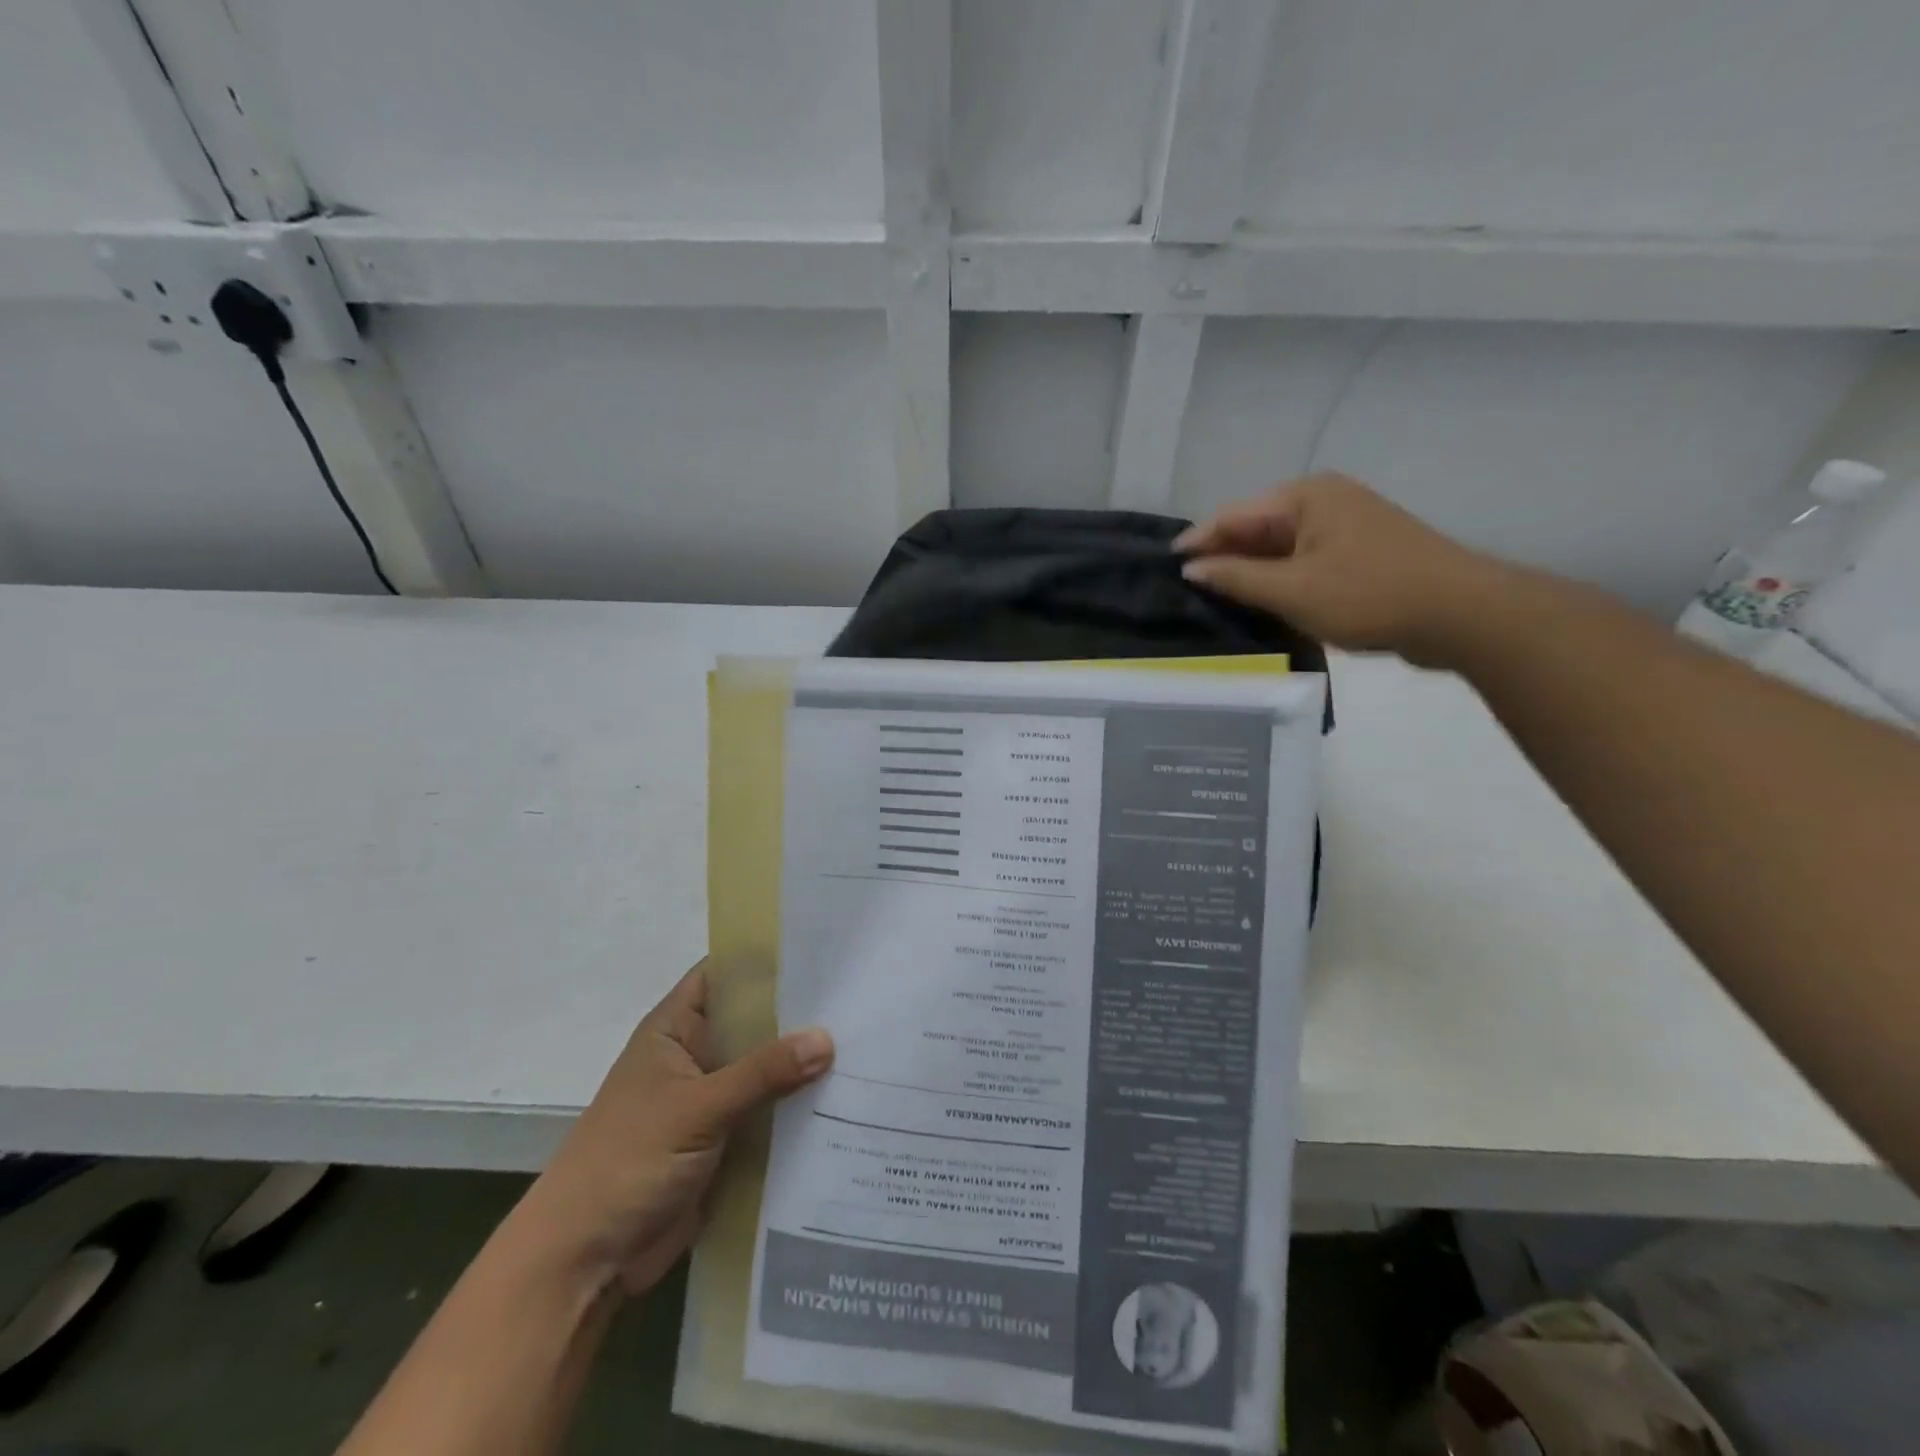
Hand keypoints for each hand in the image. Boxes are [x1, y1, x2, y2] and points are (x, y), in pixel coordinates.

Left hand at [513, 959, 831, 1297]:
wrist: (586, 1260)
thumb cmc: (628, 1162)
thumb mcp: (697, 1108)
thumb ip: (762, 1072)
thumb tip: (827, 1038)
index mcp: (676, 1028)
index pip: (726, 974)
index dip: (768, 959)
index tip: (824, 950)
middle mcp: (697, 1054)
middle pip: (755, 1021)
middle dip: (800, 1013)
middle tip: (862, 998)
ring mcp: (712, 1098)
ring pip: (767, 1068)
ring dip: (805, 1063)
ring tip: (869, 1043)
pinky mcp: (727, 1139)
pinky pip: (770, 1111)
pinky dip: (800, 1106)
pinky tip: (849, 1098)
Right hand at [1176, 473, 1498, 665]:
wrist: (1460, 614)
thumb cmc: (1368, 595)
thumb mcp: (1292, 590)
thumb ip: (1236, 578)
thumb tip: (1192, 568)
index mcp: (1306, 497)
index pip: (1234, 515)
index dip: (1198, 541)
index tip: (1166, 565)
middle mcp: (1324, 501)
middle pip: (1256, 529)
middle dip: (1224, 558)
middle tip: (1187, 589)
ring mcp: (1345, 526)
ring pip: (1280, 548)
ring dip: (1251, 573)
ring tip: (1215, 600)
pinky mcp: (1359, 553)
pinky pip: (1303, 562)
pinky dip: (1279, 580)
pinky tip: (1261, 603)